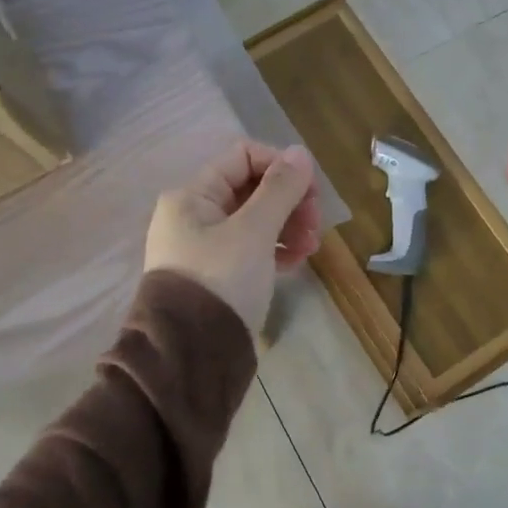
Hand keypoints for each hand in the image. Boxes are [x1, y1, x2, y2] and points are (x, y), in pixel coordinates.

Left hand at [144, 140, 322, 331]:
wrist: (191, 355)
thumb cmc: (222, 281)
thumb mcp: (254, 231)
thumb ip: (279, 189)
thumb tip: (300, 152)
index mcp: (193, 195)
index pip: (243, 156)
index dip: (281, 166)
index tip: (310, 190)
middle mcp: (194, 215)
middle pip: (252, 188)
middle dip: (289, 201)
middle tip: (315, 223)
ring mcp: (205, 246)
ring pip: (256, 220)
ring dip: (288, 225)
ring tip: (310, 247)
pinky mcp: (218, 274)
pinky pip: (252, 248)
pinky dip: (276, 249)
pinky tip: (296, 262)